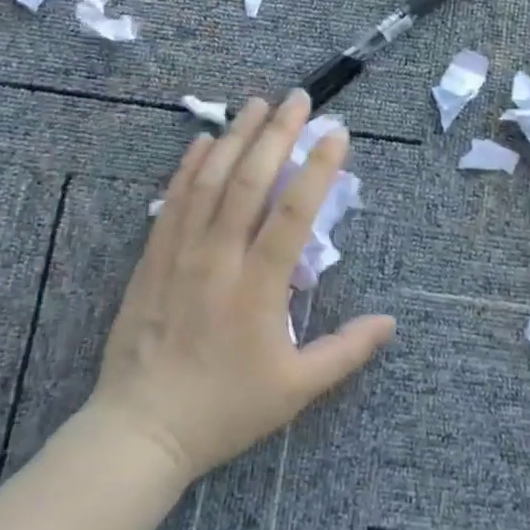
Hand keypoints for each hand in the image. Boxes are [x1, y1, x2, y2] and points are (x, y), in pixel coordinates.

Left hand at [86, 91, 395, 482]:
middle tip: (299, 99)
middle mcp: (218, 259)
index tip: (338, 133)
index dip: (317, 169)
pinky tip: (203, 140)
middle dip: (277, 133)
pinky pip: (173, 200)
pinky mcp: (153, 257)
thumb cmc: (224, 409)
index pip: (293, 214)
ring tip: (257, 103)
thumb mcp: (295, 390)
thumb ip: (344, 352)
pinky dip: (189, 166)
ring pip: (210, 181)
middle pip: (250, 181)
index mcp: (258, 288)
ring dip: (236, 137)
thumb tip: (390, 322)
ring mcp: (180, 253)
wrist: (140, 431)